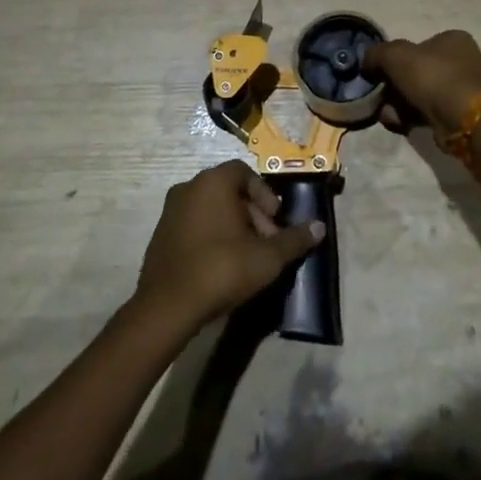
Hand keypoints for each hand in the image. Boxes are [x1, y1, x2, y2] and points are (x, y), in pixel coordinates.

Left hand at [134, 161, 324, 333]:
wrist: (167, 307)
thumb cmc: (222, 268)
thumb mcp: (268, 257)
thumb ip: (294, 239)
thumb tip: (320, 227)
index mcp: (213, 182)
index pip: (244, 172)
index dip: (264, 194)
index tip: (275, 220)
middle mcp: (188, 187)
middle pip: (229, 191)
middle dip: (252, 214)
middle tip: (266, 242)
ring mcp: (170, 211)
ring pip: (211, 209)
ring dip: (232, 227)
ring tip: (247, 257)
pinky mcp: (160, 235)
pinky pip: (193, 226)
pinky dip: (211, 237)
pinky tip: (221, 266)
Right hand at [364, 29, 480, 138]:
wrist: (462, 117)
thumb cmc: (431, 76)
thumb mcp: (394, 55)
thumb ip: (377, 54)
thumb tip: (367, 64)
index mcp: (455, 39)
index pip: (421, 45)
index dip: (398, 59)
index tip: (382, 74)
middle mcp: (466, 61)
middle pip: (420, 72)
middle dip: (397, 87)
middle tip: (382, 98)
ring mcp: (467, 90)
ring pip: (424, 95)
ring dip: (402, 105)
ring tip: (388, 115)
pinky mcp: (465, 115)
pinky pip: (433, 113)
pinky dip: (414, 118)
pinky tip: (400, 124)